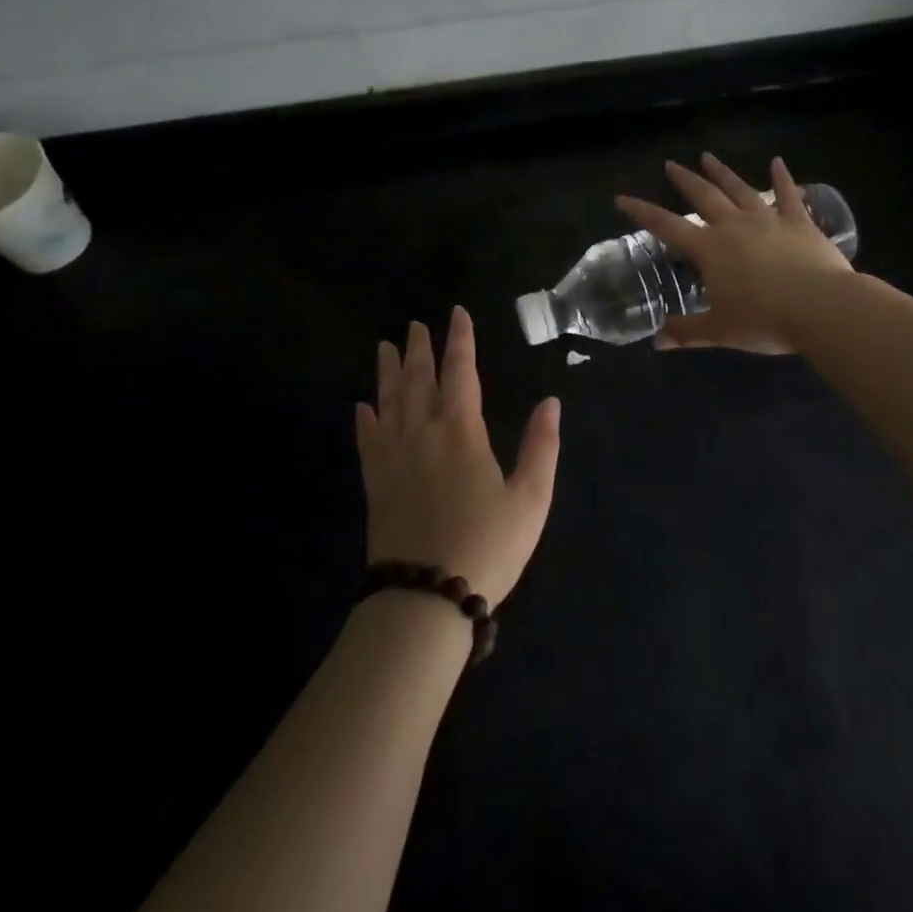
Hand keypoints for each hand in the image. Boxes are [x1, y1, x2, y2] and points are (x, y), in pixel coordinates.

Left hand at [355, 306, 560, 606]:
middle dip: (419, 349)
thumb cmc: (488, 546)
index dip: (460, 341)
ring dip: (389, 372)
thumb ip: (541, 447)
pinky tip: (361, 406)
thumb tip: (551, 402)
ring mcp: (394, 458)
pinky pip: (368, 441)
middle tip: (415, 324)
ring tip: (386, 347)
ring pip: (389, 402)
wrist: (426, 598)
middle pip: (419, 380)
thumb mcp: (531, 499)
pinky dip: (365, 419)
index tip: (456, 313)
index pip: (460, 373)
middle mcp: (424, 434)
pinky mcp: (376, 484)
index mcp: (462, 433)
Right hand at [615, 154, 853, 353]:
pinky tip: (778, 162)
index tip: (622, 198)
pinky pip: (788, 196)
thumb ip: (686, 332)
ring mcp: (768, 220)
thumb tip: (657, 342)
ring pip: (740, 190)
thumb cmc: (763, 320)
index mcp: (709, 249)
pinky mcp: (800, 223)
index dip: (642, 212)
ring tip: (708, 156)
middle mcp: (734, 226)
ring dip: (722, 172)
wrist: (820, 307)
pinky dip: (782, 178)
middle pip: (703, 197)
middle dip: (685, 180)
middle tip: (671, 164)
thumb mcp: (719, 331)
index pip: (666, 227)